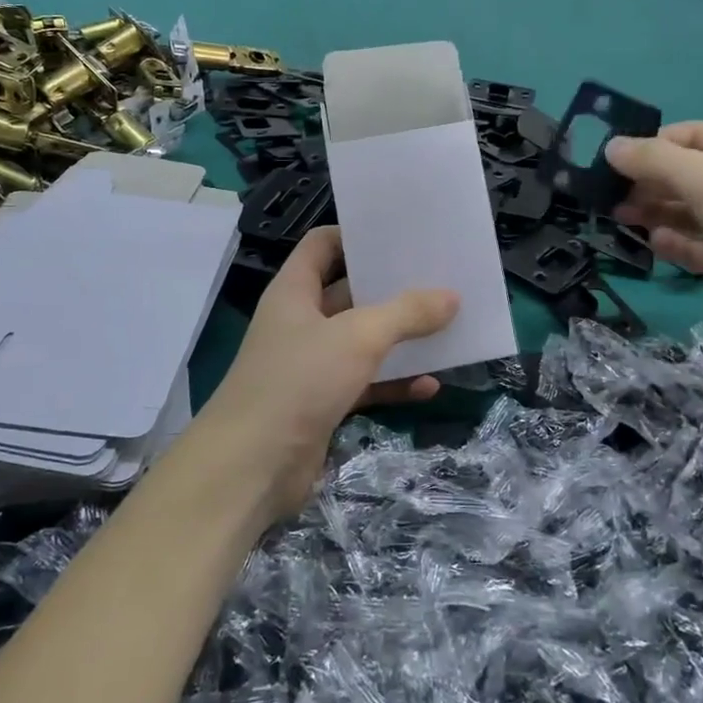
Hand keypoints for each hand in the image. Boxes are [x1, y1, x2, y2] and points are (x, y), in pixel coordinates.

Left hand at [199, 227, 458, 520]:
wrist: (252, 467)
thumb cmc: (299, 382)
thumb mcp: (359, 338)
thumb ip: (406, 313)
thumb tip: (450, 296)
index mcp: (295, 291)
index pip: (323, 244)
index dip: (356, 235)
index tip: (401, 237)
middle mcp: (300, 321)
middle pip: (349, 292)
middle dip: (391, 288)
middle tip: (439, 279)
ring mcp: (311, 364)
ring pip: (361, 341)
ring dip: (399, 338)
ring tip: (446, 328)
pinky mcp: (322, 403)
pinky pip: (365, 383)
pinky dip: (394, 383)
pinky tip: (430, 386)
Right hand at [607, 122, 702, 355]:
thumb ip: (655, 161)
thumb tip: (611, 147)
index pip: (691, 136)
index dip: (651, 144)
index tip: (611, 161)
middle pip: (687, 174)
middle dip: (647, 181)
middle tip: (607, 195)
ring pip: (688, 212)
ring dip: (654, 211)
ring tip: (619, 218)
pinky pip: (697, 247)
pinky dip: (673, 243)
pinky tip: (652, 243)